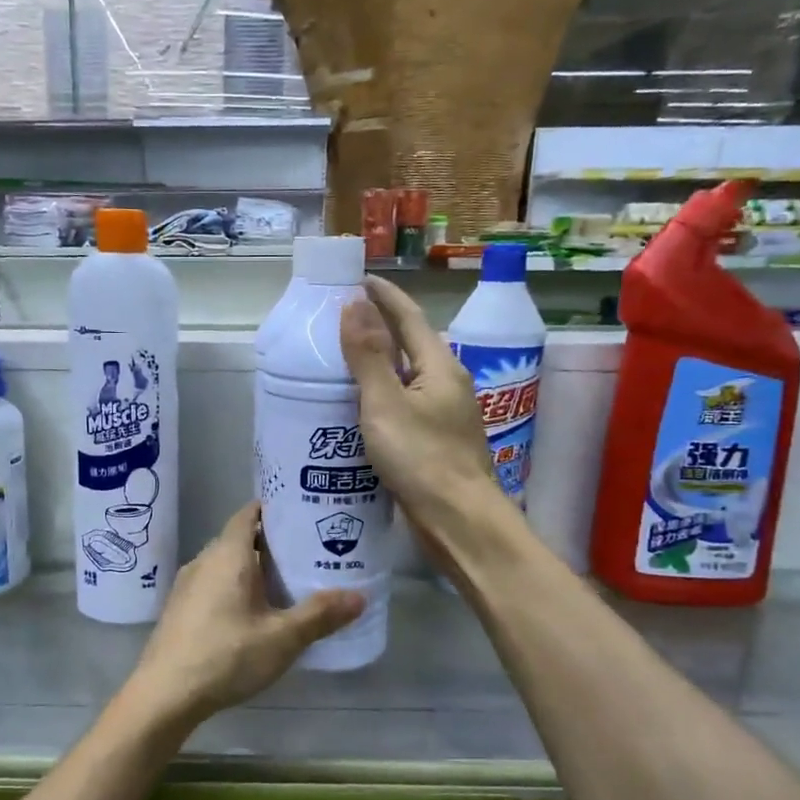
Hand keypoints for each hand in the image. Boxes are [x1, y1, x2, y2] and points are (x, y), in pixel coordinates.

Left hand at [125, 503, 363, 726]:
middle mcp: (204, 560)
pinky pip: (213, 584)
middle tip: (307, 552)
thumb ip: (321, 615)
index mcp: (228, 555)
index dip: (273, 508)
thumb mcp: (282, 638)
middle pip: (240, 538)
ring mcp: (187, 585)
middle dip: (271, 542)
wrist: (165, 694)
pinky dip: (236, 586)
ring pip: (226, 564)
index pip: (249, 513)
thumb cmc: (226, 656)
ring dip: (253, 568)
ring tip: (287, 582)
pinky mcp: (180, 608)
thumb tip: (360, 596)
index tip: (302, 513)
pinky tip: (254, 612)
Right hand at [340, 275, 511, 554]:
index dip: (384, 296)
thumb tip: (355, 304)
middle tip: (341, 320)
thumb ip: (369, 355)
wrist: (458, 521)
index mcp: (440, 367)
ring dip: (379, 364)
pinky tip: (359, 409)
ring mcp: (444, 414)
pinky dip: (381, 396)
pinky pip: (404, 405)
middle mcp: (447, 384)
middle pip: (410, 345)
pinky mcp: (436, 441)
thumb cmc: (422, 458)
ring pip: (407, 377)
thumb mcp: (386, 403)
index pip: (410, 317)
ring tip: (342, 361)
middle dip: (379, 328)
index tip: (358, 279)